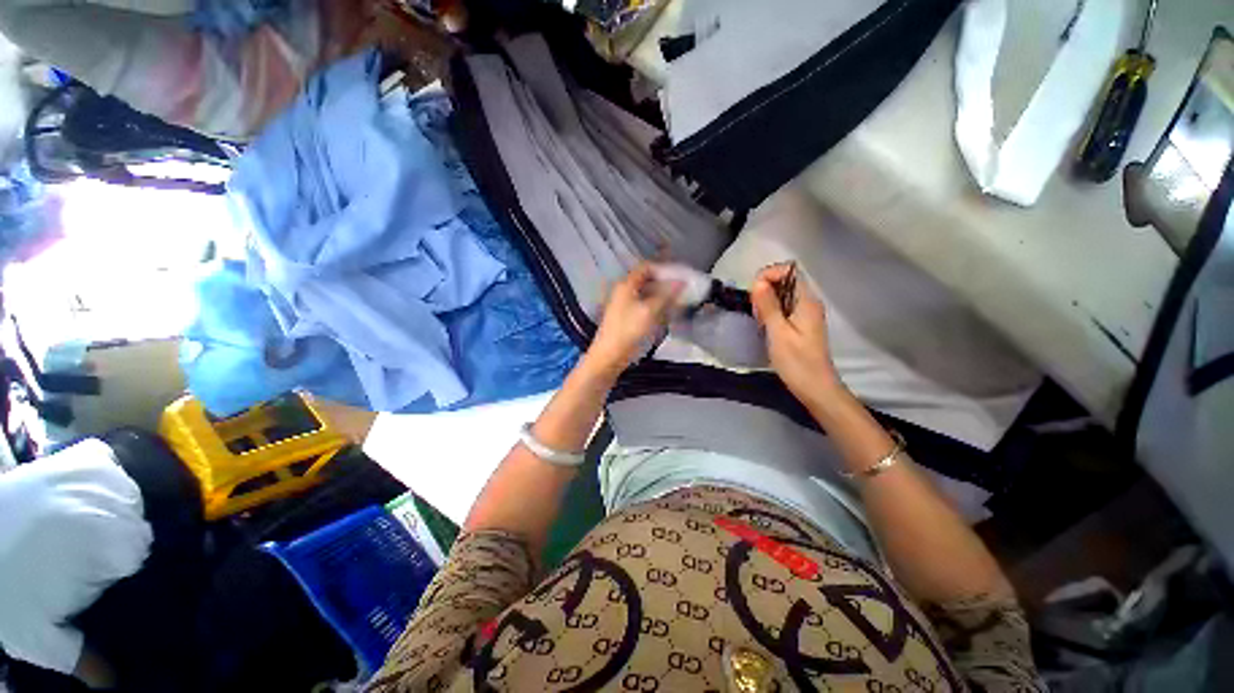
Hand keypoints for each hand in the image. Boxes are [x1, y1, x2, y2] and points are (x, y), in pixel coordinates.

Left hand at [587, 264, 682, 374]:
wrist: (609, 356)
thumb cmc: (628, 330)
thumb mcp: (649, 311)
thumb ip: (667, 294)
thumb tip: (682, 281)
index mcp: (626, 285)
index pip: (646, 267)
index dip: (663, 269)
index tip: (680, 275)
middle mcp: (624, 291)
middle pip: (647, 280)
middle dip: (665, 283)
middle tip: (683, 289)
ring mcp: (625, 305)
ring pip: (647, 294)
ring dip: (663, 296)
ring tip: (679, 301)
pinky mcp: (627, 317)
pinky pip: (645, 306)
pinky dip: (656, 306)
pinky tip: (667, 313)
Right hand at [751, 263, 843, 405]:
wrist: (815, 388)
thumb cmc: (797, 362)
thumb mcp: (778, 333)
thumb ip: (769, 306)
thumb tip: (757, 282)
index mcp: (806, 301)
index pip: (789, 271)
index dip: (769, 275)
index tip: (754, 293)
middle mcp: (807, 303)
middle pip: (783, 281)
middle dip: (764, 290)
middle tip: (756, 312)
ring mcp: (804, 314)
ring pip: (780, 296)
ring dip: (765, 303)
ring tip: (760, 322)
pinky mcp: (799, 325)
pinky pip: (781, 309)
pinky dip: (770, 313)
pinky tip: (765, 327)